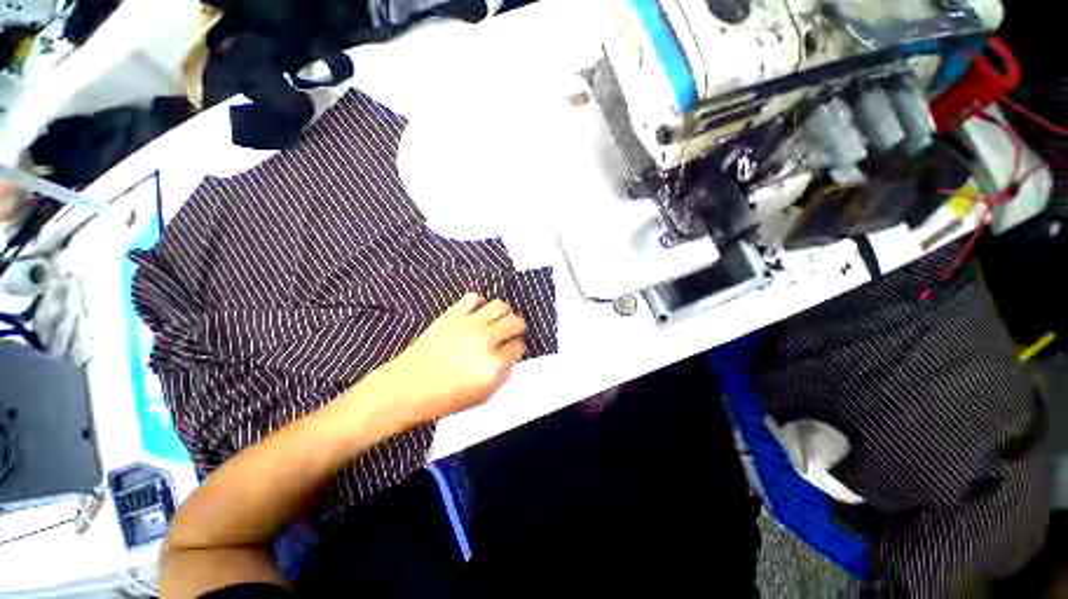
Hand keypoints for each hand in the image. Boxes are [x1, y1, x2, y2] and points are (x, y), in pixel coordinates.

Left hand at [363, 293, 525, 425]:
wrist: (406, 388)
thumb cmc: (445, 398)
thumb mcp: (483, 395)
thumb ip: (503, 372)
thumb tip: (510, 352)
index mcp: (494, 366)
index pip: (519, 346)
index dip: (516, 349)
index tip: (510, 351)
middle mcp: (486, 341)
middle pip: (515, 322)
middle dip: (516, 329)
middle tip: (509, 335)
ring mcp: (469, 324)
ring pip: (501, 305)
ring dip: (503, 314)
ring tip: (496, 322)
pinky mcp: (452, 314)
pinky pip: (475, 298)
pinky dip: (480, 304)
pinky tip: (476, 316)